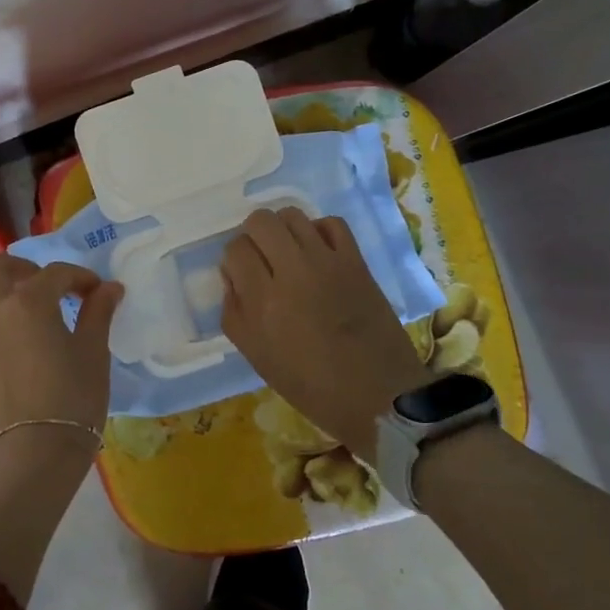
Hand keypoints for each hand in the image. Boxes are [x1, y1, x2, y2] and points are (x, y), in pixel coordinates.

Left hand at [0, 254, 122, 467]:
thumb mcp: (94, 354)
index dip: (80, 278)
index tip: (96, 292)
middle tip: (44, 287)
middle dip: (22, 268)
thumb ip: (98, 313)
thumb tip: (109, 288)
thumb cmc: (72, 402)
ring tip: (7, 303)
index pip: (57, 273)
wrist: (33, 457)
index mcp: (30, 301)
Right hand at [221, 208, 425, 464]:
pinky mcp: (356, 262)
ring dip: (283, 230)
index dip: (234, 260)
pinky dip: (318, 231)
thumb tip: (233, 276)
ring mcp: (328, 262)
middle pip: (261, 221)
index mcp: (264, 300)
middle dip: (253, 235)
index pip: (235, 249)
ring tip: (288, 253)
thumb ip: (234, 311)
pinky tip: (317, 252)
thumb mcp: (256, 355)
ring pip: (293, 216)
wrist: (376, 394)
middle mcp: (293, 271)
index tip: (241, 275)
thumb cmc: (310, 385)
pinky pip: (331, 224)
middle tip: (261, 259)